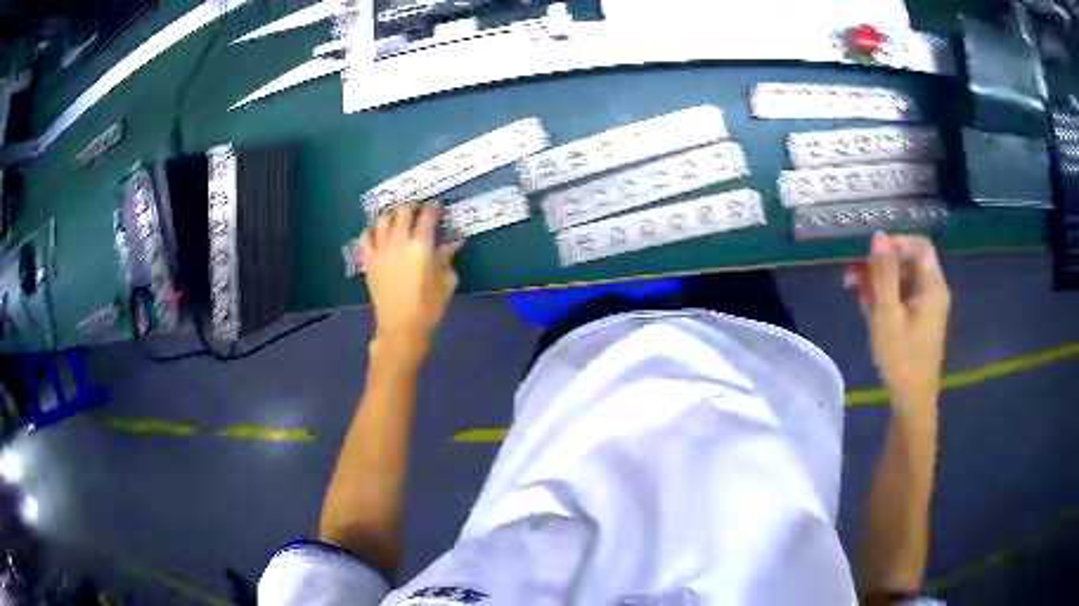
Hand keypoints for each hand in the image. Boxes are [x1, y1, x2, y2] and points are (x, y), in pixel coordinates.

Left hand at [359, 204, 463, 348]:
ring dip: (392, 214)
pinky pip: (365, 238)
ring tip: (398, 216)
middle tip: (419, 209)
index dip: (434, 208)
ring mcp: (380, 250)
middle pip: (403, 212)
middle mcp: (398, 242)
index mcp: (421, 245)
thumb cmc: (429, 307)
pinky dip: (371, 230)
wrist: (401, 328)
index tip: (438, 207)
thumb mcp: (446, 282)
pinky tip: (377, 231)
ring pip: (383, 220)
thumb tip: (454, 242)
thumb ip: (448, 258)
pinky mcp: (368, 262)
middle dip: (413, 207)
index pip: (427, 216)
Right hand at [845, 233, 949, 409]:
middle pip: (908, 262)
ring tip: (853, 291)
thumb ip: (884, 273)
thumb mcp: (888, 313)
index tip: (871, 256)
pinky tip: (866, 307)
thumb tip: (879, 237)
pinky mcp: (917, 322)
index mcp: (932, 285)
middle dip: (880, 264)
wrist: (911, 402)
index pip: (918, 245)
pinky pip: (901, 298)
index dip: (895, 244)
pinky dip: (884, 297)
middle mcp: (932, 291)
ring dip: (878, 281)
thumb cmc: (901, 358)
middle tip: (852, 275)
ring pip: (902, 280)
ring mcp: (925, 308)